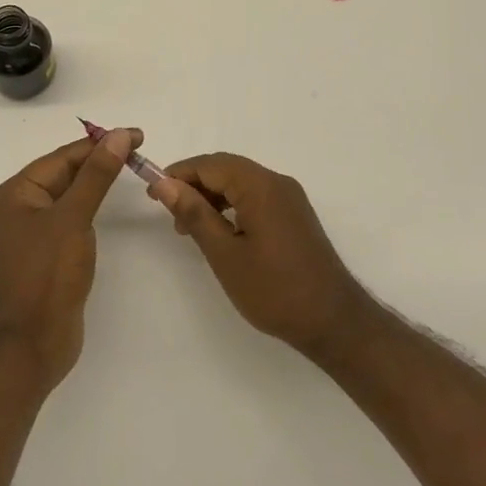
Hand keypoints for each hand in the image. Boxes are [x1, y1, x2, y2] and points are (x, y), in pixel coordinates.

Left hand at [0, 129, 138, 388]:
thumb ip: (97, 175)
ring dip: (96, 183)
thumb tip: (119, 135)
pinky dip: (90, 209)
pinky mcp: (45, 255)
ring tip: (131, 171)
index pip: (63, 157)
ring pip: (68, 197)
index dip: (101, 144)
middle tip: (140, 153)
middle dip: (100, 162)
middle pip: (64, 174)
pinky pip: (70, 219)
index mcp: (15, 193)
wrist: (30, 345)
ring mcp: (30, 233)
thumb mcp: (73, 218)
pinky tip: (108, 207)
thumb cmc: (46, 275)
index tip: (137, 135)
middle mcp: (18, 208)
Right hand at [150, 153, 372, 358]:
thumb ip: (195, 214)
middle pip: (227, 169)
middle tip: (170, 214)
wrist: (333, 321)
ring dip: (212, 196)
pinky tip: (219, 232)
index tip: (153, 194)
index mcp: (261, 186)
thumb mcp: (225, 254)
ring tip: (189, 227)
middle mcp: (278, 182)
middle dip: (194, 185)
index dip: (179, 174)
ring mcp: (290, 198)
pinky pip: (256, 196)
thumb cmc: (274, 289)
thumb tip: (165, 184)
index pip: (211, 164)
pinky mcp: (295, 215)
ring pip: (241, 182)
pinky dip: (232, 206)